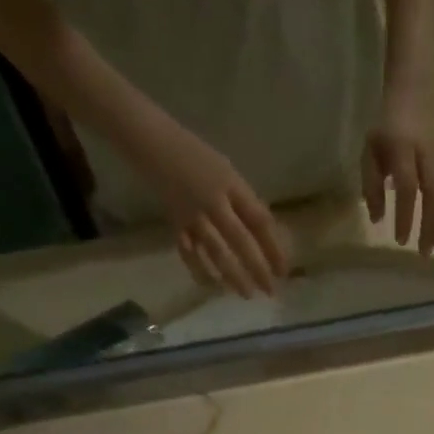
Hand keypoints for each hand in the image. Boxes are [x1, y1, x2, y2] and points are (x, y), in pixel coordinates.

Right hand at [143, 124, 290, 297]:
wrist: (150, 140)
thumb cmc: (195, 155)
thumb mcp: (226, 171)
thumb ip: (244, 201)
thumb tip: (266, 235)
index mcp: (231, 184)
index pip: (259, 220)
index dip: (274, 247)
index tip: (284, 270)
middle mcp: (213, 201)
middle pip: (240, 240)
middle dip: (257, 268)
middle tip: (270, 291)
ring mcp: (192, 213)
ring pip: (216, 251)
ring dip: (233, 275)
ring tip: (247, 294)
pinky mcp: (174, 222)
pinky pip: (188, 252)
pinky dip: (199, 270)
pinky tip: (211, 286)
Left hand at [361, 110, 433, 255]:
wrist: (413, 99)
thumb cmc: (387, 132)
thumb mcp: (370, 153)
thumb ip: (371, 186)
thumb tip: (377, 220)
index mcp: (403, 148)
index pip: (407, 186)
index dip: (405, 215)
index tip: (401, 241)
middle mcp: (428, 154)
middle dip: (430, 226)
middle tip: (424, 252)